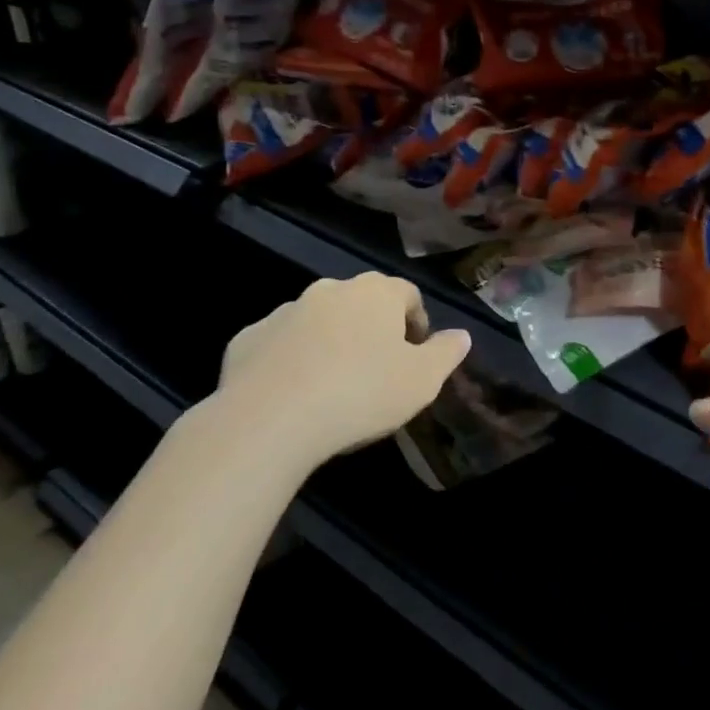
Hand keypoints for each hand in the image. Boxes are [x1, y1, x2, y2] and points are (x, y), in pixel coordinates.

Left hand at [197, 273, 470, 479]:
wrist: (269, 419)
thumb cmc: (362, 393)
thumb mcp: (423, 380)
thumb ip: (446, 353)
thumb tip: (461, 335)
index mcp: (376, 293)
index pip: (407, 294)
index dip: (417, 321)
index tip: (416, 353)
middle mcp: (330, 290)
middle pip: (362, 303)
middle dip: (373, 329)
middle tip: (379, 369)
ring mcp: (285, 311)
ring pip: (319, 321)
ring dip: (331, 341)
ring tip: (335, 385)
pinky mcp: (248, 338)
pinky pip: (280, 344)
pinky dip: (292, 359)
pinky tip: (294, 394)